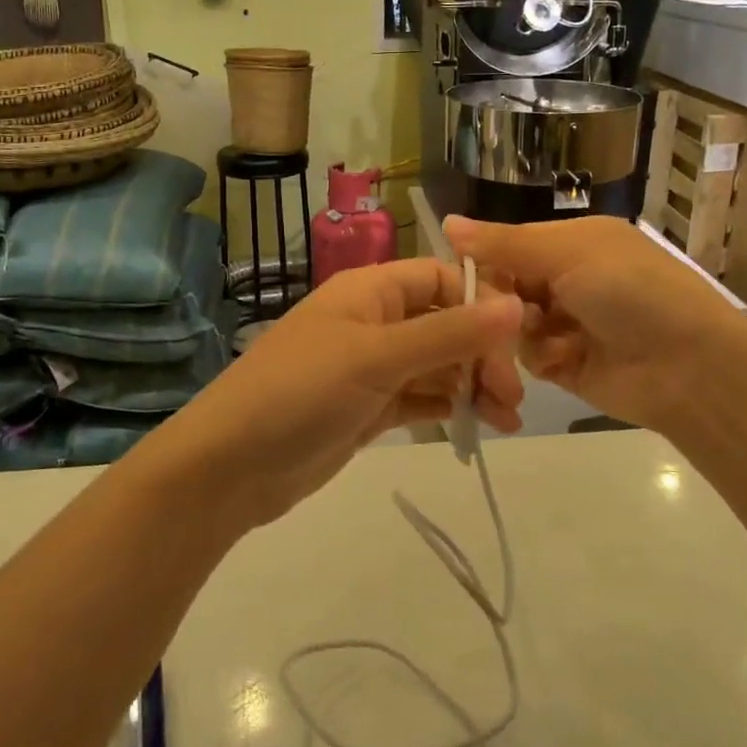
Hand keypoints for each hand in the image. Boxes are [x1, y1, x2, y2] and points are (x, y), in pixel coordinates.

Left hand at [163, 259, 523, 529]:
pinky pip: (419, 397)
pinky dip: (448, 407)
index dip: (481, 304)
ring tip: (506, 420)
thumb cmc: (301, 393)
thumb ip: (449, 333)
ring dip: (472, 385)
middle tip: (511, 398)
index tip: (515, 343)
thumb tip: (517, 304)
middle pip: (445, 323)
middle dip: (482, 354)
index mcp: (370, 291)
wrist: (229, 467)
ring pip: (436, 364)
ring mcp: (370, 367)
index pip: (441, 279)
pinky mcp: (368, 407)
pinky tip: (476, 425)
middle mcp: (373, 321)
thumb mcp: (377, 358)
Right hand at [444, 214, 746, 437]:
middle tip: (512, 315)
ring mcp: (567, 323)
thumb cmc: (631, 293)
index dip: (486, 261)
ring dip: (520, 334)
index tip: (463, 278)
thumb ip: (505, 244)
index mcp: (573, 242)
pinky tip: (565, 360)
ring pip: (511, 324)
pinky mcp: (567, 364)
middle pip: (506, 287)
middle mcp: (568, 278)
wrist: (689, 367)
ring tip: (550, 342)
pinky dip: (541, 358)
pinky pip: (530, 357)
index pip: (509, 245)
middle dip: (500, 303)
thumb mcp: (569, 254)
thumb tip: (446, 221)